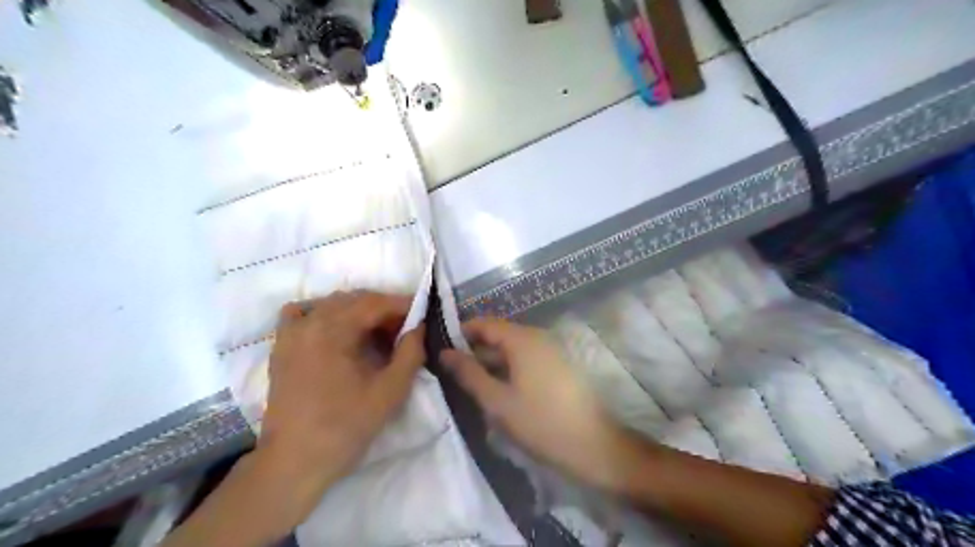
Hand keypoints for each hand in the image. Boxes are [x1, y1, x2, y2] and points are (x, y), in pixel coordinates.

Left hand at [257, 292, 424, 527]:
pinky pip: (304, 314)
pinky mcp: (282, 346)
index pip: (374, 302)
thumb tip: (419, 327)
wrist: (293, 462)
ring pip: (333, 305)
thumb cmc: (345, 428)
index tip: (422, 315)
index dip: (402, 305)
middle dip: (384, 309)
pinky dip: (325, 314)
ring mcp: (291, 333)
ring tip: (378, 334)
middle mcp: (309, 322)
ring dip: (360, 312)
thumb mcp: (390, 392)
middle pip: (355, 300)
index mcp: (332, 331)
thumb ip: (411, 353)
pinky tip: (337, 331)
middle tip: (405, 330)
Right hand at [441, 317, 641, 491]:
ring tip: (470, 382)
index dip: (461, 333)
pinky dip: (508, 369)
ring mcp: (551, 351)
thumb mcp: (496, 400)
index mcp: (522, 339)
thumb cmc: (539, 422)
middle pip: (499, 335)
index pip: (484, 323)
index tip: (441, 349)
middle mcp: (538, 337)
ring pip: (512, 349)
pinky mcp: (558, 367)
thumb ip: (469, 374)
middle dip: (475, 350)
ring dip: (491, 361)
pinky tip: (498, 389)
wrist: (593, 445)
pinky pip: (526, 359)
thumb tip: (445, 352)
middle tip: (451, 370)